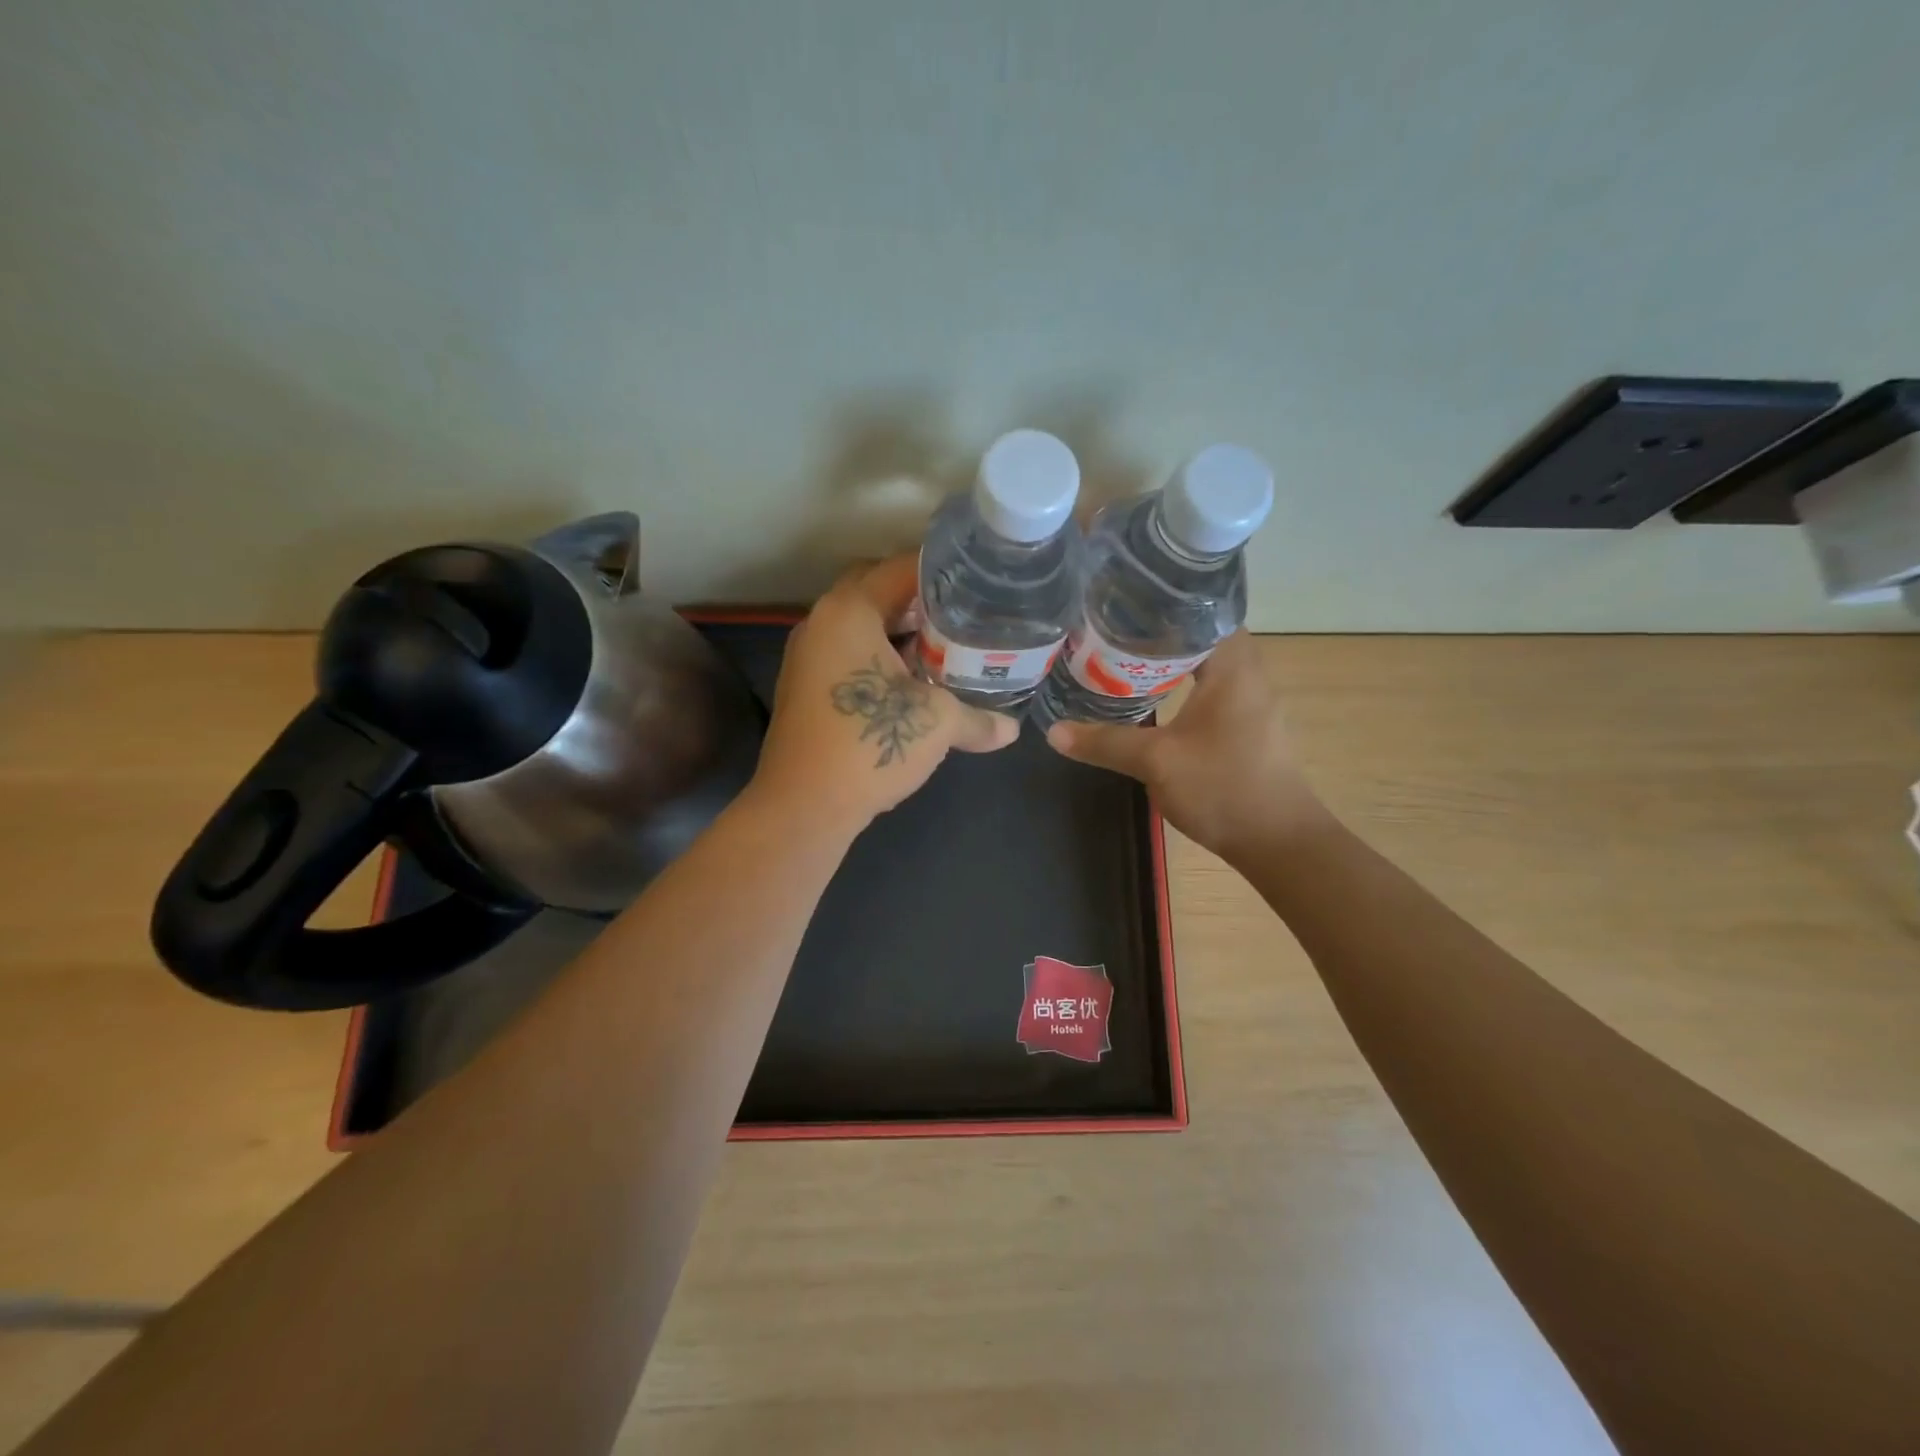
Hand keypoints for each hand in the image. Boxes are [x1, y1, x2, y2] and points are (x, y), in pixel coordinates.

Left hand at [749, 555, 1019, 833]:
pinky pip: (848, 653)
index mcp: (849, 611)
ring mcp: (807, 655)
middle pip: (875, 589)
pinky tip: (912, 680)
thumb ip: (978, 719)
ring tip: (944, 643)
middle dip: (918, 597)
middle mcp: (821, 622)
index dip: (942, 569)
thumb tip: (1012, 730)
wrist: (803, 805)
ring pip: (860, 624)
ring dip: (898, 629)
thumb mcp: (936, 724)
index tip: (977, 577)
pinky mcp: (805, 686)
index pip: (900, 567)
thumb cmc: (869, 744)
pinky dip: (879, 655)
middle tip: (962, 610)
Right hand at [1044, 631, 1328, 858]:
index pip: (1204, 613)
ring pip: (1207, 667)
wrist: (1278, 842)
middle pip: (1202, 637)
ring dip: (1172, 662)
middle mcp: (1248, 678)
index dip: (1165, 604)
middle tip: (1114, 631)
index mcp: (1233, 669)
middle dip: (1160, 633)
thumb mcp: (1156, 762)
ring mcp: (1252, 705)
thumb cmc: (1222, 787)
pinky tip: (1155, 701)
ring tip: (1125, 659)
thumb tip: (1053, 731)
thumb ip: (1105, 742)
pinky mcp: (1249, 730)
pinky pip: (1211, 693)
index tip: (1125, 604)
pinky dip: (1183, 688)